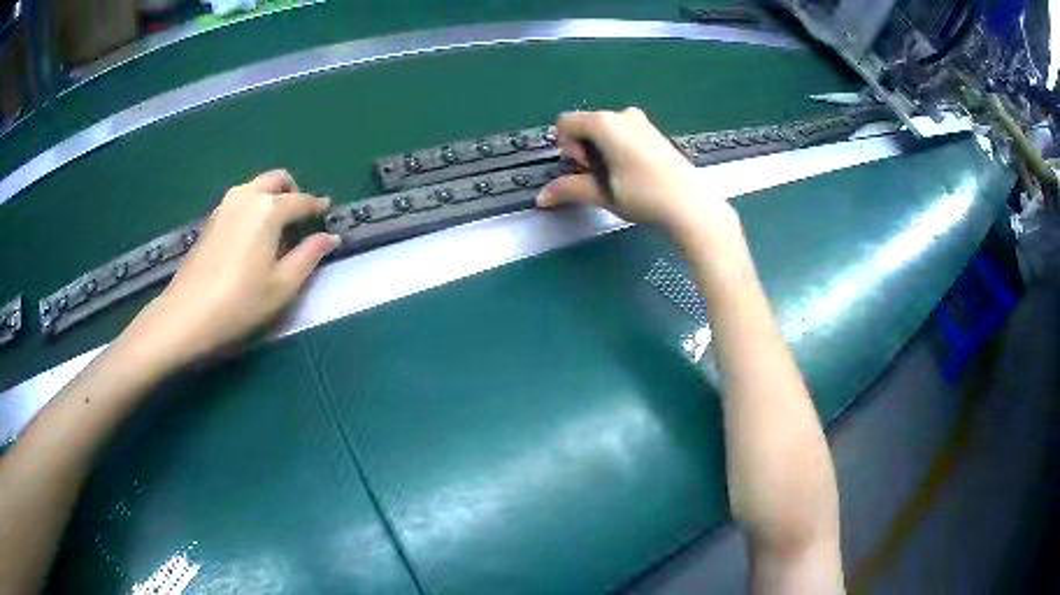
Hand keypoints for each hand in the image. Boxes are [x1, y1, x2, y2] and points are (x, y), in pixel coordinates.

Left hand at [120, 170, 339, 368]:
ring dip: (271, 196)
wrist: (187, 314)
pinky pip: (240, 199)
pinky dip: (253, 206)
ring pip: (256, 186)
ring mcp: (225, 205)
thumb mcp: (283, 285)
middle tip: (301, 217)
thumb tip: (331, 237)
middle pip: (277, 179)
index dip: (318, 207)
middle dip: (294, 191)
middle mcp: (247, 196)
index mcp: (269, 209)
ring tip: (277, 228)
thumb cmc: (241, 302)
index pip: (302, 200)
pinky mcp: (211, 219)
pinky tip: (252, 235)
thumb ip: (310, 256)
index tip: (329, 212)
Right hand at [536, 108, 737, 239]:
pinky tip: (634, 173)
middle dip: (584, 150)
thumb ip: (569, 189)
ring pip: (605, 131)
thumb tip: (542, 198)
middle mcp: (622, 114)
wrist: (690, 205)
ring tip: (617, 178)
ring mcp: (642, 121)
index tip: (585, 169)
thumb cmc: (644, 196)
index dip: (567, 147)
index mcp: (605, 122)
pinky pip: (623, 134)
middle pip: (586, 125)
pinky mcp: (654, 132)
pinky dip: (618, 150)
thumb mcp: (602, 193)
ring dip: (601, 151)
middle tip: (600, 177)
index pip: (566, 122)